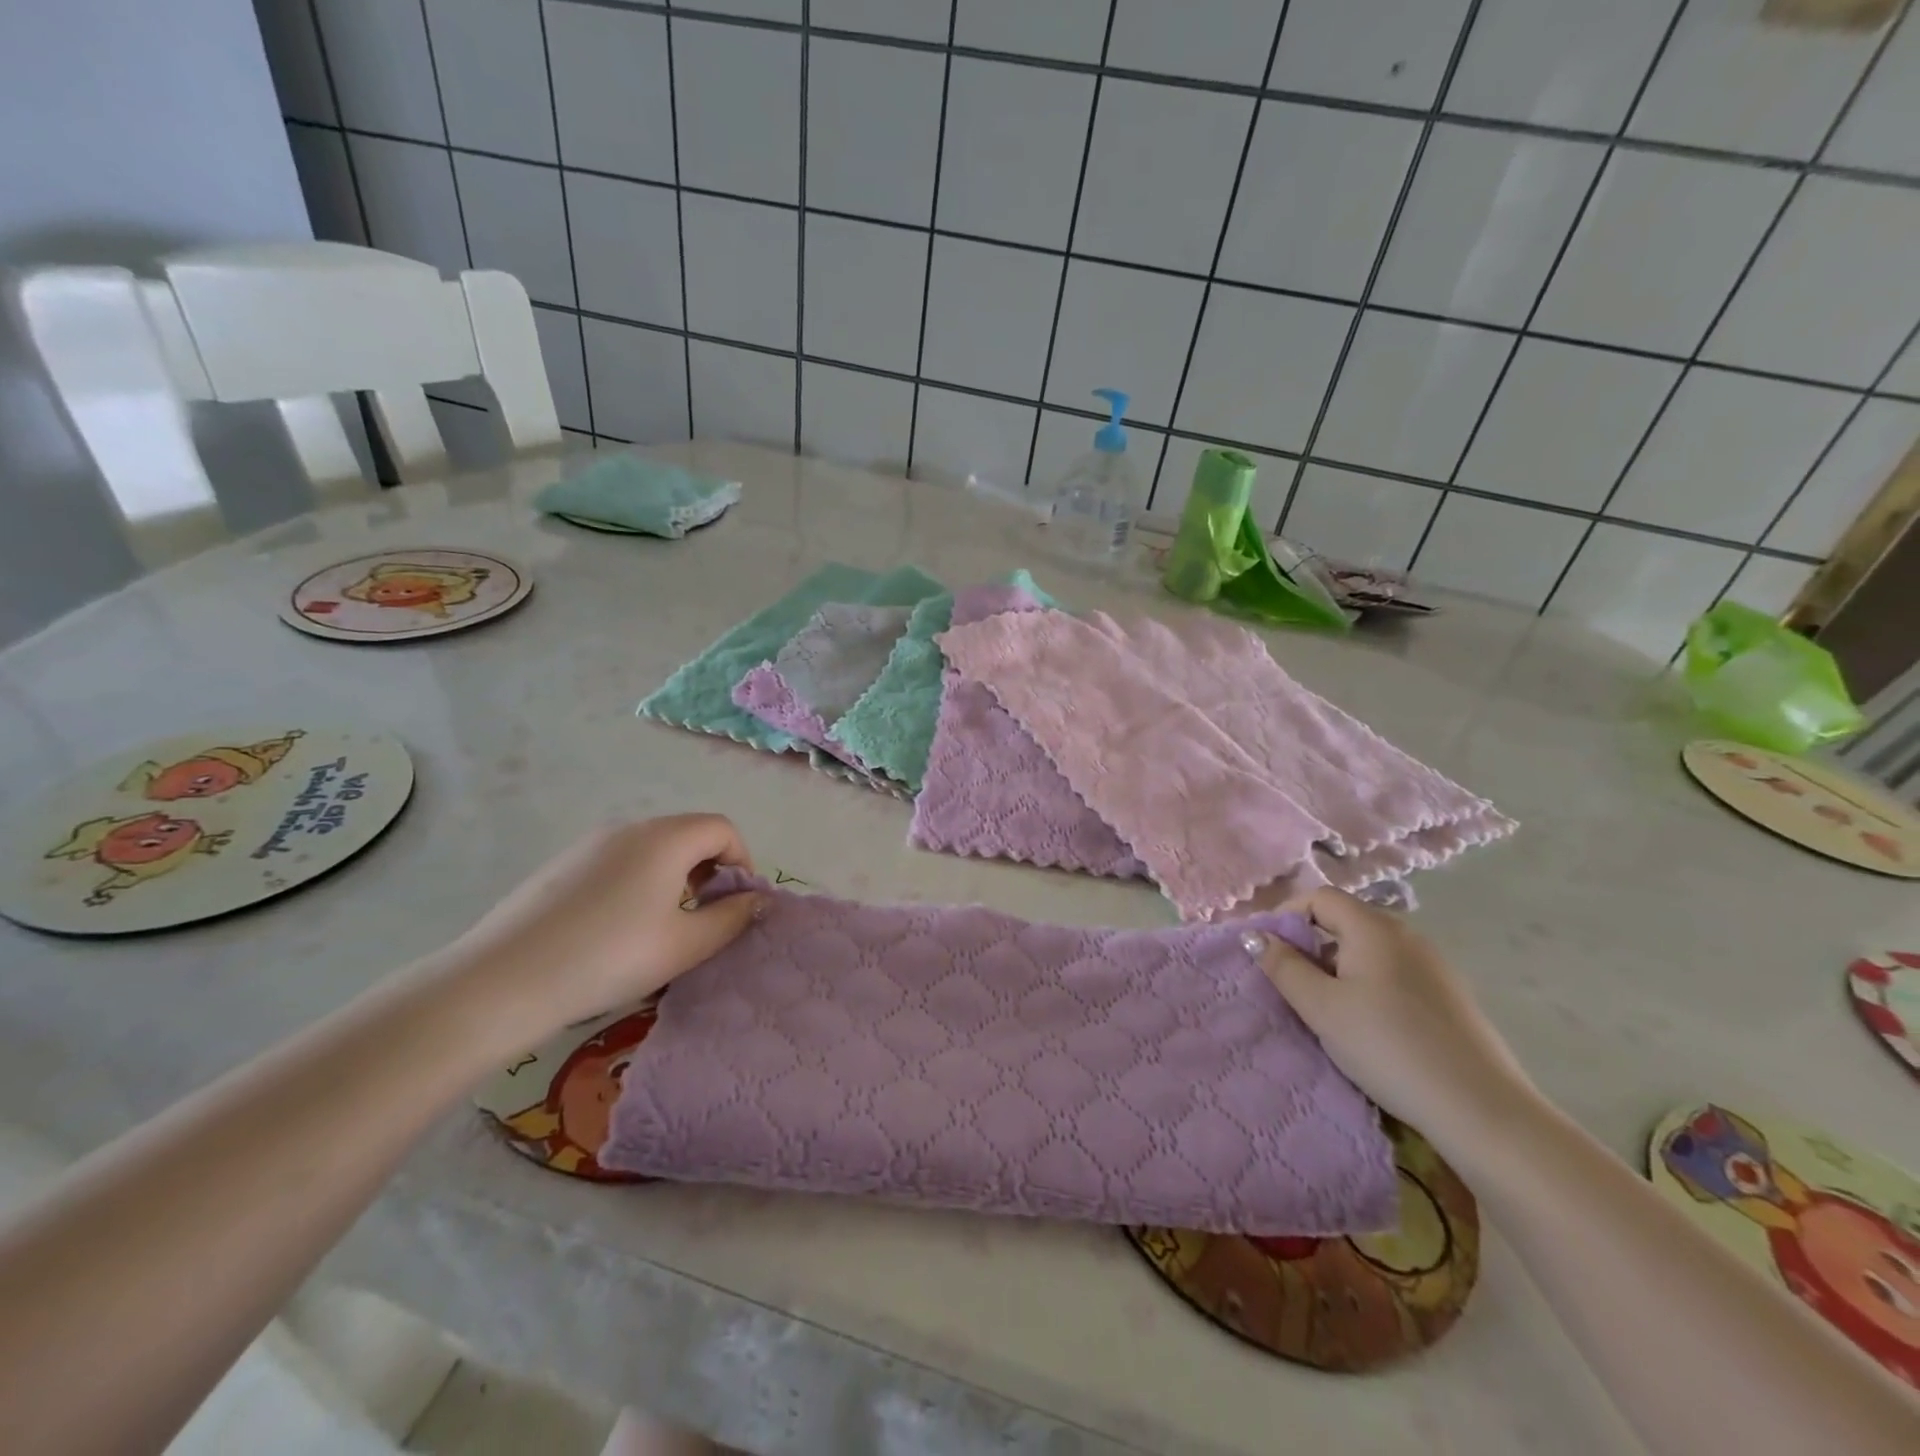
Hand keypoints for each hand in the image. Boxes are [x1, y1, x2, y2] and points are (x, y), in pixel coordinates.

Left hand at [428, 815, 761, 1048]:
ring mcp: (589, 844)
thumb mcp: (685, 945)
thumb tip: (756, 900)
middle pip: (687, 834)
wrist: (502, 981)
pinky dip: (637, 883)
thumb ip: (731, 919)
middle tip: (704, 918)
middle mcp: (629, 828)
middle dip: (709, 870)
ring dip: (674, 878)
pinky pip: (618, 862)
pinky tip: (616, 930)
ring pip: (651, 849)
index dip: (742, 861)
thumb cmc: (610, 957)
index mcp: (665, 838)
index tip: (738, 904)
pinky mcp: (560, 865)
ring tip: (663, 928)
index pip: (723, 829)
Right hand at [1253, 888, 1534, 1142]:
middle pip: (1346, 921)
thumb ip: (1283, 966)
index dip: (1288, 916)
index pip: (1320, 897)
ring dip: (1340, 967)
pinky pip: (1395, 973)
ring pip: (1371, 950)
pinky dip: (1370, 984)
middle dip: (1312, 944)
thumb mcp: (1320, 1007)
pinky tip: (1371, 1025)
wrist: (1480, 1108)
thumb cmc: (1387, 1046)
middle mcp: (1407, 934)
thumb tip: (1256, 936)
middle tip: (1293, 985)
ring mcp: (1434, 965)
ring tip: (1328, 1009)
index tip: (1270, 952)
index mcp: (1373, 928)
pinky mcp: (1450, 995)